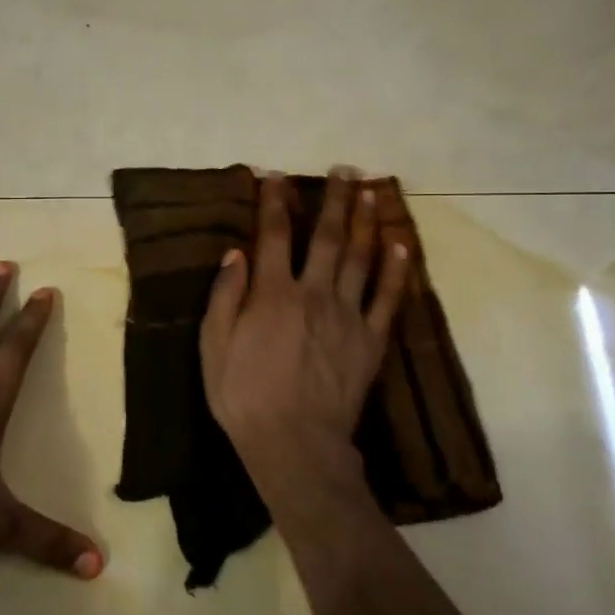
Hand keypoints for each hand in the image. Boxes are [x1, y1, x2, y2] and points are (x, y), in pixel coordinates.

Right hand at [201, 171, 411, 487]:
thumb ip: (225, 297)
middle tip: (344, 170)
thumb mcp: (213, 347)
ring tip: (371, 192)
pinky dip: (396, 269)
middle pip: (326, 237)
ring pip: (360, 257)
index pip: (272, 236)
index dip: (273, 203)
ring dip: (365, 221)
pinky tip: (401, 244)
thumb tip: (235, 253)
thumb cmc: (243, 397)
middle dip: (333, 200)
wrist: (295, 444)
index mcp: (272, 294)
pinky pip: (387, 298)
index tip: (275, 176)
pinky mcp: (371, 340)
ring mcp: (347, 315)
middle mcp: (313, 293)